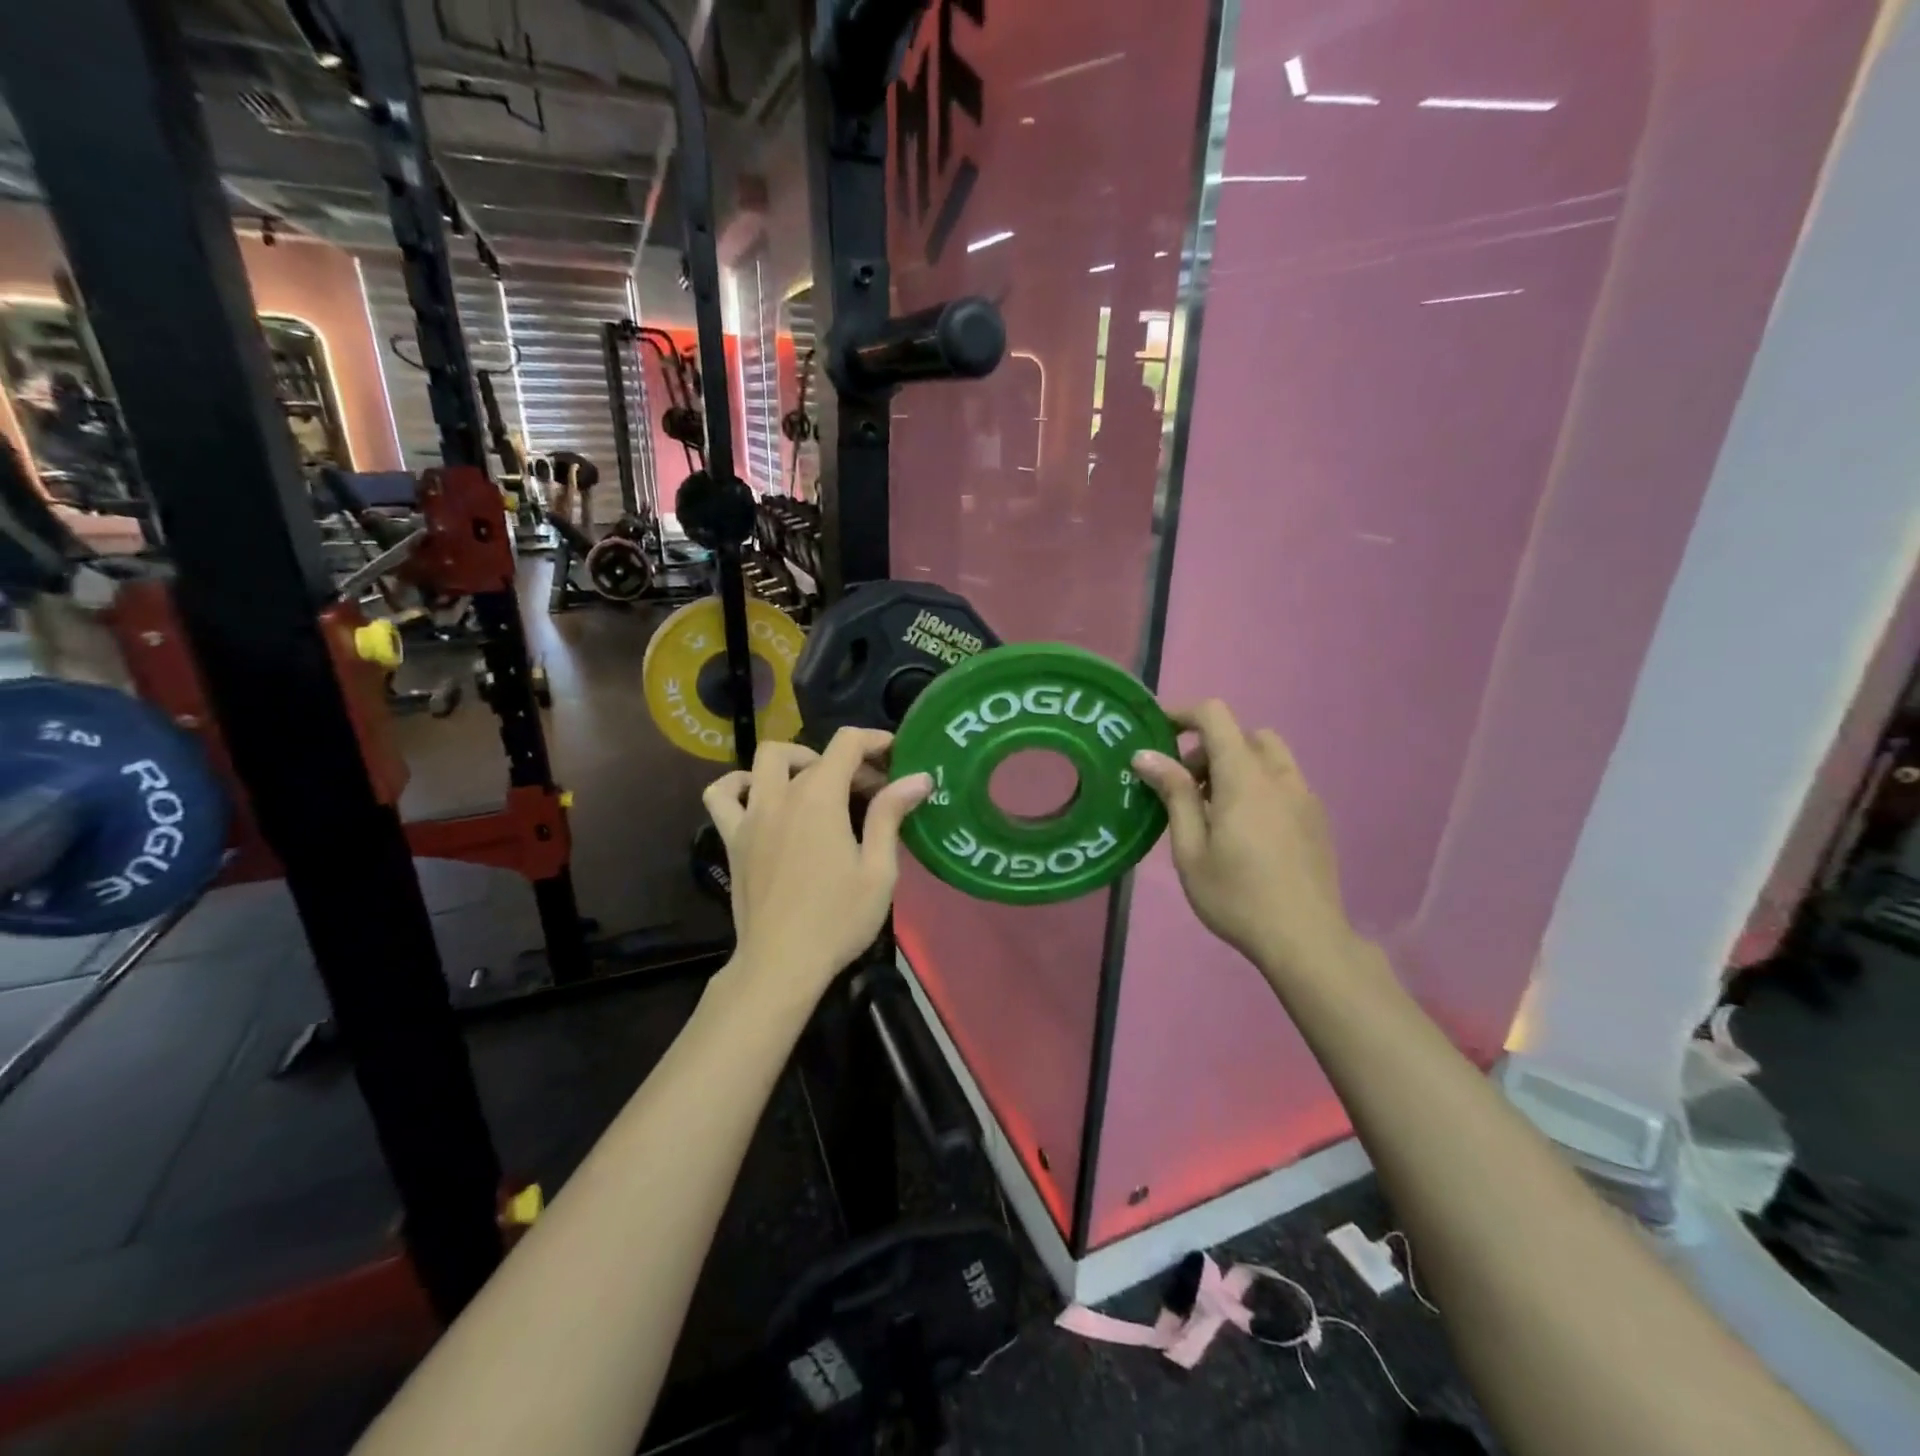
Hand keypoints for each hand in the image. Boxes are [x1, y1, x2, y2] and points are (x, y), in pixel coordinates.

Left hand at [702, 729, 932, 1004]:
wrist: (781, 964)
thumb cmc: (837, 920)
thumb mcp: (877, 870)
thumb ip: (890, 816)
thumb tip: (917, 778)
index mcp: (819, 799)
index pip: (846, 744)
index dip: (874, 740)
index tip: (895, 756)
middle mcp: (780, 797)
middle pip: (813, 756)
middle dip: (846, 762)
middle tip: (869, 790)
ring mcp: (750, 816)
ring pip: (764, 761)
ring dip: (794, 762)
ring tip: (816, 786)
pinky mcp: (732, 839)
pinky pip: (722, 794)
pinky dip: (739, 784)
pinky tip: (759, 796)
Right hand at [1132, 700, 1361, 981]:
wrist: (1306, 940)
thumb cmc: (1236, 896)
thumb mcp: (1191, 849)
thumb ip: (1173, 795)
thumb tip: (1146, 755)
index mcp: (1245, 778)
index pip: (1216, 717)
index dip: (1183, 714)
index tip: (1158, 733)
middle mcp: (1280, 776)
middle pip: (1243, 735)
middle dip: (1209, 748)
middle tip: (1185, 788)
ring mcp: (1304, 797)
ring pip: (1268, 756)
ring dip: (1236, 765)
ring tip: (1216, 810)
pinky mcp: (1317, 819)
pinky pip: (1284, 782)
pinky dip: (1258, 785)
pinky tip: (1246, 831)